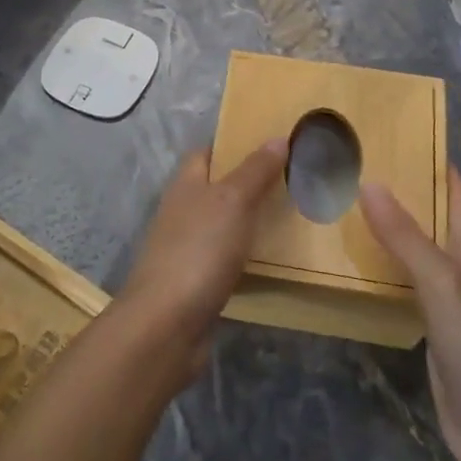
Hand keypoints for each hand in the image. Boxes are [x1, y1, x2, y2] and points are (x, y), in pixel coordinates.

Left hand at [114, 141, 287, 381]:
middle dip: (249, 182)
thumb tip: (277, 137)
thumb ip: (255, 170)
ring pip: (223, 223)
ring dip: (250, 220)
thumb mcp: (233, 201)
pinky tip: (272, 258)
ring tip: (291, 215)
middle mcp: (183, 210)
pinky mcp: (196, 281)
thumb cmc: (199, 250)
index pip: (208, 152)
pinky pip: (226, 257)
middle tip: (293, 179)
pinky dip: (246, 254)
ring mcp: (187, 247)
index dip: (235, 144)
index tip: (272, 143)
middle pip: (217, 187)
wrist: (166, 324)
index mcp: (186, 184)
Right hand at [362, 171, 460, 460]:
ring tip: (348, 210)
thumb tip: (370, 183)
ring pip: (417, 255)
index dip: (435, 165)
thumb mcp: (441, 282)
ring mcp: (450, 304)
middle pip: (433, 222)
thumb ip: (405, 236)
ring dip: (391, 234)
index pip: (455, 195)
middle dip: (403, 196)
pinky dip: (386, 273)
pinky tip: (359, 269)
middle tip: (358, 170)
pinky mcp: (434, 333)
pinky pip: (406, 290)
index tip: (400, 137)